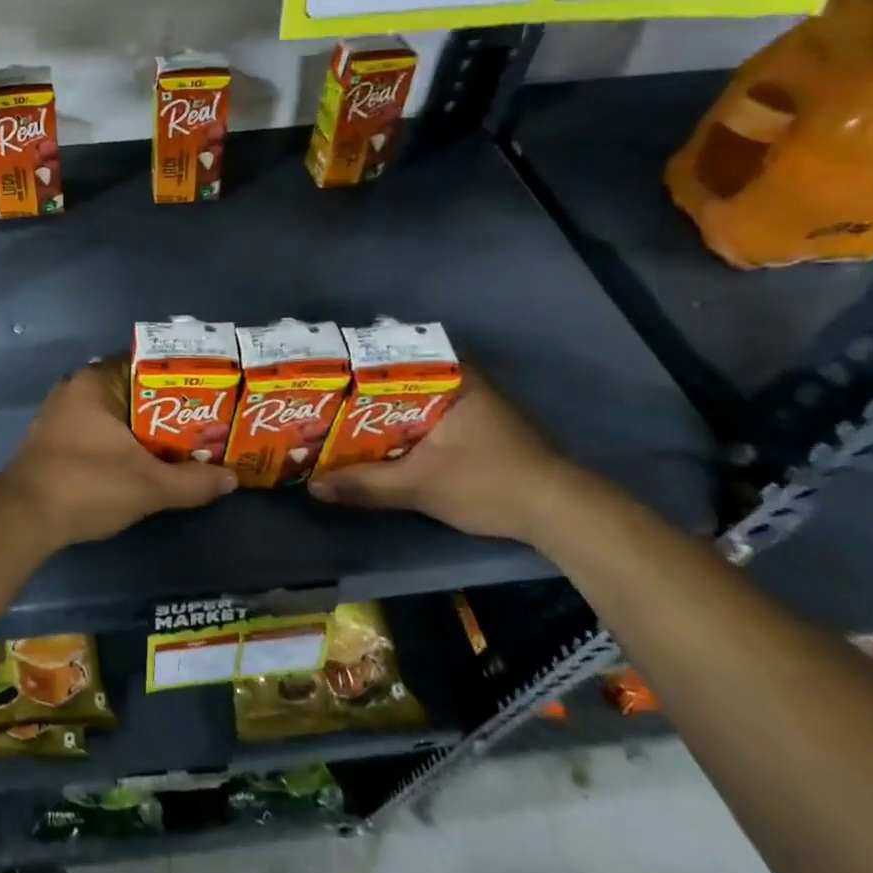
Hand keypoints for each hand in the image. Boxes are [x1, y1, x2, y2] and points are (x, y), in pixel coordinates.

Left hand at [0, 359, 237, 547]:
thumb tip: (231, 479)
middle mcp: (76, 389)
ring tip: (184, 444)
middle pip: (133, 390)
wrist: (22, 519)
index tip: (211, 395)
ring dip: (144, 429)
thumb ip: (193, 482)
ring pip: (115, 414)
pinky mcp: (53, 441)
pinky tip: (145, 461)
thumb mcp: (149, 485)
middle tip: (205, 424)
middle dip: (167, 409)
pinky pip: (98, 431)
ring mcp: (60, 415)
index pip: (147, 364)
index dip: (182, 379)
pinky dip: (122, 442)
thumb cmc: (87, 485)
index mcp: (95, 382)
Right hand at [306, 368, 580, 543]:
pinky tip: (379, 442)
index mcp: (452, 378)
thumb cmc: (488, 483)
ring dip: (383, 413)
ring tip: (341, 421)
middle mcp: (464, 383)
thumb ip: (365, 484)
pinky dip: (404, 428)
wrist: (559, 514)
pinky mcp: (481, 430)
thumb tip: (314, 487)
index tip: (323, 376)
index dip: (355, 367)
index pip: (393, 358)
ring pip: (414, 402)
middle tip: (324, 402)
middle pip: (400, 381)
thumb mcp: (419, 485)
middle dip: (363, 394)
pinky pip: (429, 418)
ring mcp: (475, 406)